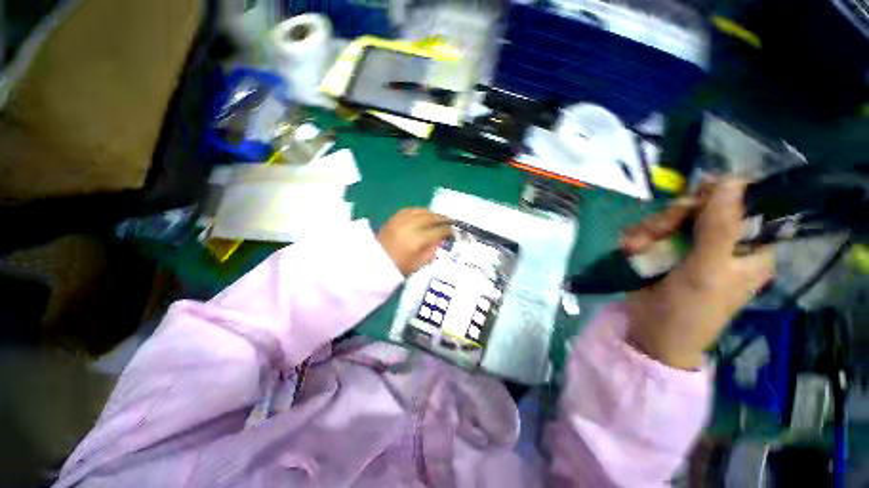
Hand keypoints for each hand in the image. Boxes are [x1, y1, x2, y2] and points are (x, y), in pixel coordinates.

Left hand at [377, 208, 452, 275]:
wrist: (372, 263)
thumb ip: (431, 252)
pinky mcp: (393, 218)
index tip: (453, 230)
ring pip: (420, 211)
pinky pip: (409, 210)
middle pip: (430, 217)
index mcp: (417, 240)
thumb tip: (441, 241)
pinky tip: (422, 214)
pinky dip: (419, 211)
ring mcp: (400, 220)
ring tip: (438, 217)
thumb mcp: (417, 265)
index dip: (447, 230)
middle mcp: (409, 226)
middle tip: (450, 220)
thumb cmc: (396, 268)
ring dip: (431, 213)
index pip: (437, 231)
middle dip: (442, 218)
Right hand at [621, 180, 774, 369]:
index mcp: (749, 248)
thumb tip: (731, 180)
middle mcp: (723, 242)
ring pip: (671, 216)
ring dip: (649, 229)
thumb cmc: (689, 310)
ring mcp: (692, 245)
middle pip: (701, 206)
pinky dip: (638, 237)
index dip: (719, 196)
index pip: (745, 204)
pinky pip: (651, 229)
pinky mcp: (665, 250)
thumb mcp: (707, 272)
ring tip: (636, 247)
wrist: (651, 334)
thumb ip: (718, 229)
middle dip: (673, 217)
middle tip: (656, 232)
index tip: (693, 203)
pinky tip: (631, 250)